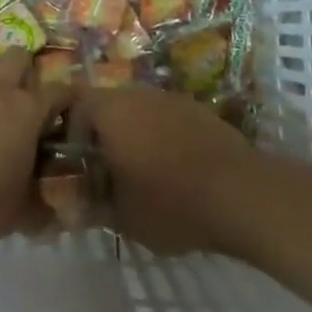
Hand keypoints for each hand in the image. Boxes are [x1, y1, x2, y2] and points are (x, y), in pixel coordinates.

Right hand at [78, 85, 264, 254]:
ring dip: (135, 136)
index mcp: (111, 111)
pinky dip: (163, 138)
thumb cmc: (170, 203)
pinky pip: (168, 119)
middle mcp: (139, 94)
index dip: (70, 132)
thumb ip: (93, 204)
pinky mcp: (200, 110)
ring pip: (140, 111)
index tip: (76, 164)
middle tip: (105, 171)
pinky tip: (174, 171)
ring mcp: (172, 99)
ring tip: (140, 174)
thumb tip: (75, 203)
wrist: (240, 193)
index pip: (76, 105)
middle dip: (103, 136)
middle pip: (109, 106)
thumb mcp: (122, 216)